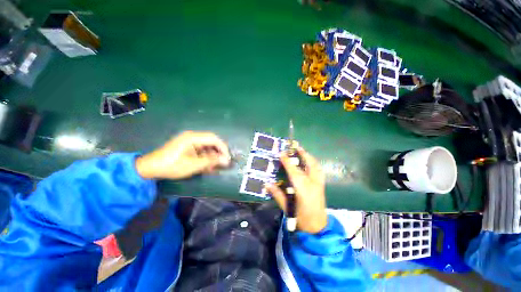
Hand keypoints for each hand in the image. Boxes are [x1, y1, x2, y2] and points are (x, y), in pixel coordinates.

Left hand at [135, 131, 230, 179]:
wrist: (150, 168)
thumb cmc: (172, 166)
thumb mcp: (193, 165)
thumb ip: (211, 161)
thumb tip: (226, 160)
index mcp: (193, 137)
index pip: (214, 139)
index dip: (223, 148)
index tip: (227, 158)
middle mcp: (192, 137)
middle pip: (211, 142)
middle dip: (218, 152)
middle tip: (223, 162)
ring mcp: (190, 141)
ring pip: (207, 146)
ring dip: (212, 156)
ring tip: (214, 166)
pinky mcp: (188, 147)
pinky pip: (201, 150)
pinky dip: (205, 157)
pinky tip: (207, 166)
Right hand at [265, 147, 327, 233]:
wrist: (317, 228)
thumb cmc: (300, 219)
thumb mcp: (286, 207)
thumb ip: (276, 193)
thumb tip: (266, 183)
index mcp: (303, 189)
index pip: (293, 171)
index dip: (287, 161)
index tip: (281, 152)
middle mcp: (312, 183)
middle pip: (308, 164)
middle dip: (302, 153)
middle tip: (295, 146)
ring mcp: (319, 183)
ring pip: (315, 165)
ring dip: (308, 156)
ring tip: (301, 151)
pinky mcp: (322, 185)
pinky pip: (318, 170)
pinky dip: (313, 163)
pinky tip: (308, 163)